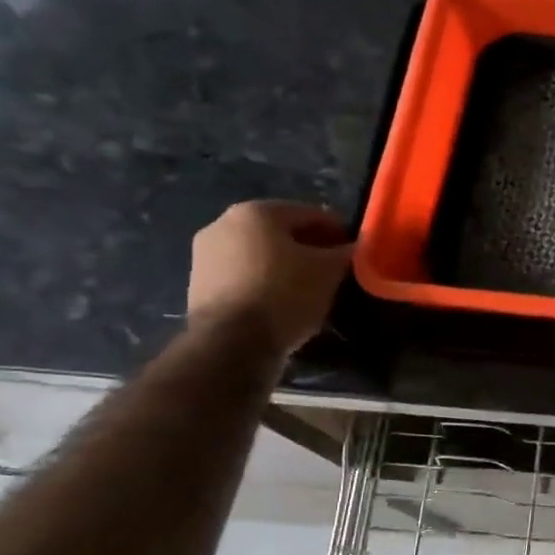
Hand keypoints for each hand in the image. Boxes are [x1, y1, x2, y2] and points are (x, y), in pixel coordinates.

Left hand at [187, 201, 352, 357]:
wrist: (230, 342)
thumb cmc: (284, 294)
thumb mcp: (329, 272)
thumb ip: (345, 253)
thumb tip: (353, 248)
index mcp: (257, 211)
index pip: (311, 214)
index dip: (339, 232)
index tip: (355, 253)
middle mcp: (224, 224)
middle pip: (282, 233)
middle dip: (310, 250)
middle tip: (334, 272)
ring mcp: (205, 255)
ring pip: (261, 256)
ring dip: (287, 268)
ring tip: (311, 291)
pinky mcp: (198, 286)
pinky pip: (244, 277)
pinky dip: (266, 285)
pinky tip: (283, 305)